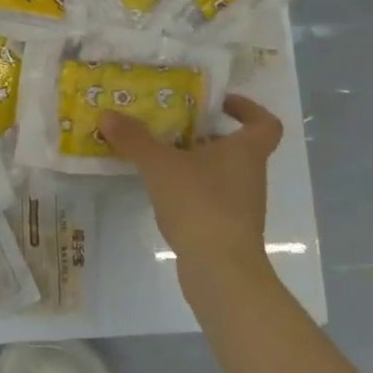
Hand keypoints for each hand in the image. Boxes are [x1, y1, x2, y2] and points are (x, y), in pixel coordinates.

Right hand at [100, 94, 283, 281]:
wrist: (221, 270)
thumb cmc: (200, 204)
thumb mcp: (160, 165)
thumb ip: (134, 139)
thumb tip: (107, 114)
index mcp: (246, 152)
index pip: (265, 123)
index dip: (247, 109)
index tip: (218, 103)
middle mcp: (249, 175)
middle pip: (236, 147)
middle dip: (205, 134)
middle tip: (172, 125)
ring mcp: (241, 205)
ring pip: (220, 173)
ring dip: (194, 162)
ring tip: (158, 155)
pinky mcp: (226, 229)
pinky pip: (209, 197)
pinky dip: (189, 190)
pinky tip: (161, 190)